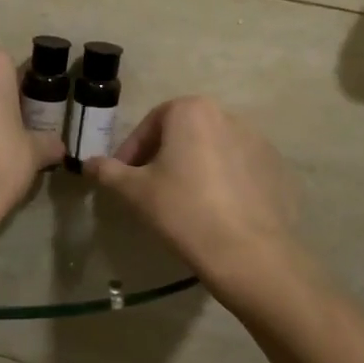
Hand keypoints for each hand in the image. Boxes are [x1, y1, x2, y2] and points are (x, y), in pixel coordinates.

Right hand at [85, 96, 301, 301]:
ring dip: (192, 167)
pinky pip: (237, 168)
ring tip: (181, 201)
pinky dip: (220, 182)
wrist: (246, 251)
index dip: (132, 150)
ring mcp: (257, 140)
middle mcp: (227, 115)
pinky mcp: (275, 168)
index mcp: (192, 110)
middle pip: (183, 132)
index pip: (151, 123)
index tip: (123, 176)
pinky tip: (212, 210)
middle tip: (148, 188)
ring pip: (210, 149)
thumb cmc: (182, 210)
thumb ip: (108, 171)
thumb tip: (88, 163)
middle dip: (162, 156)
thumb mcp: (134, 191)